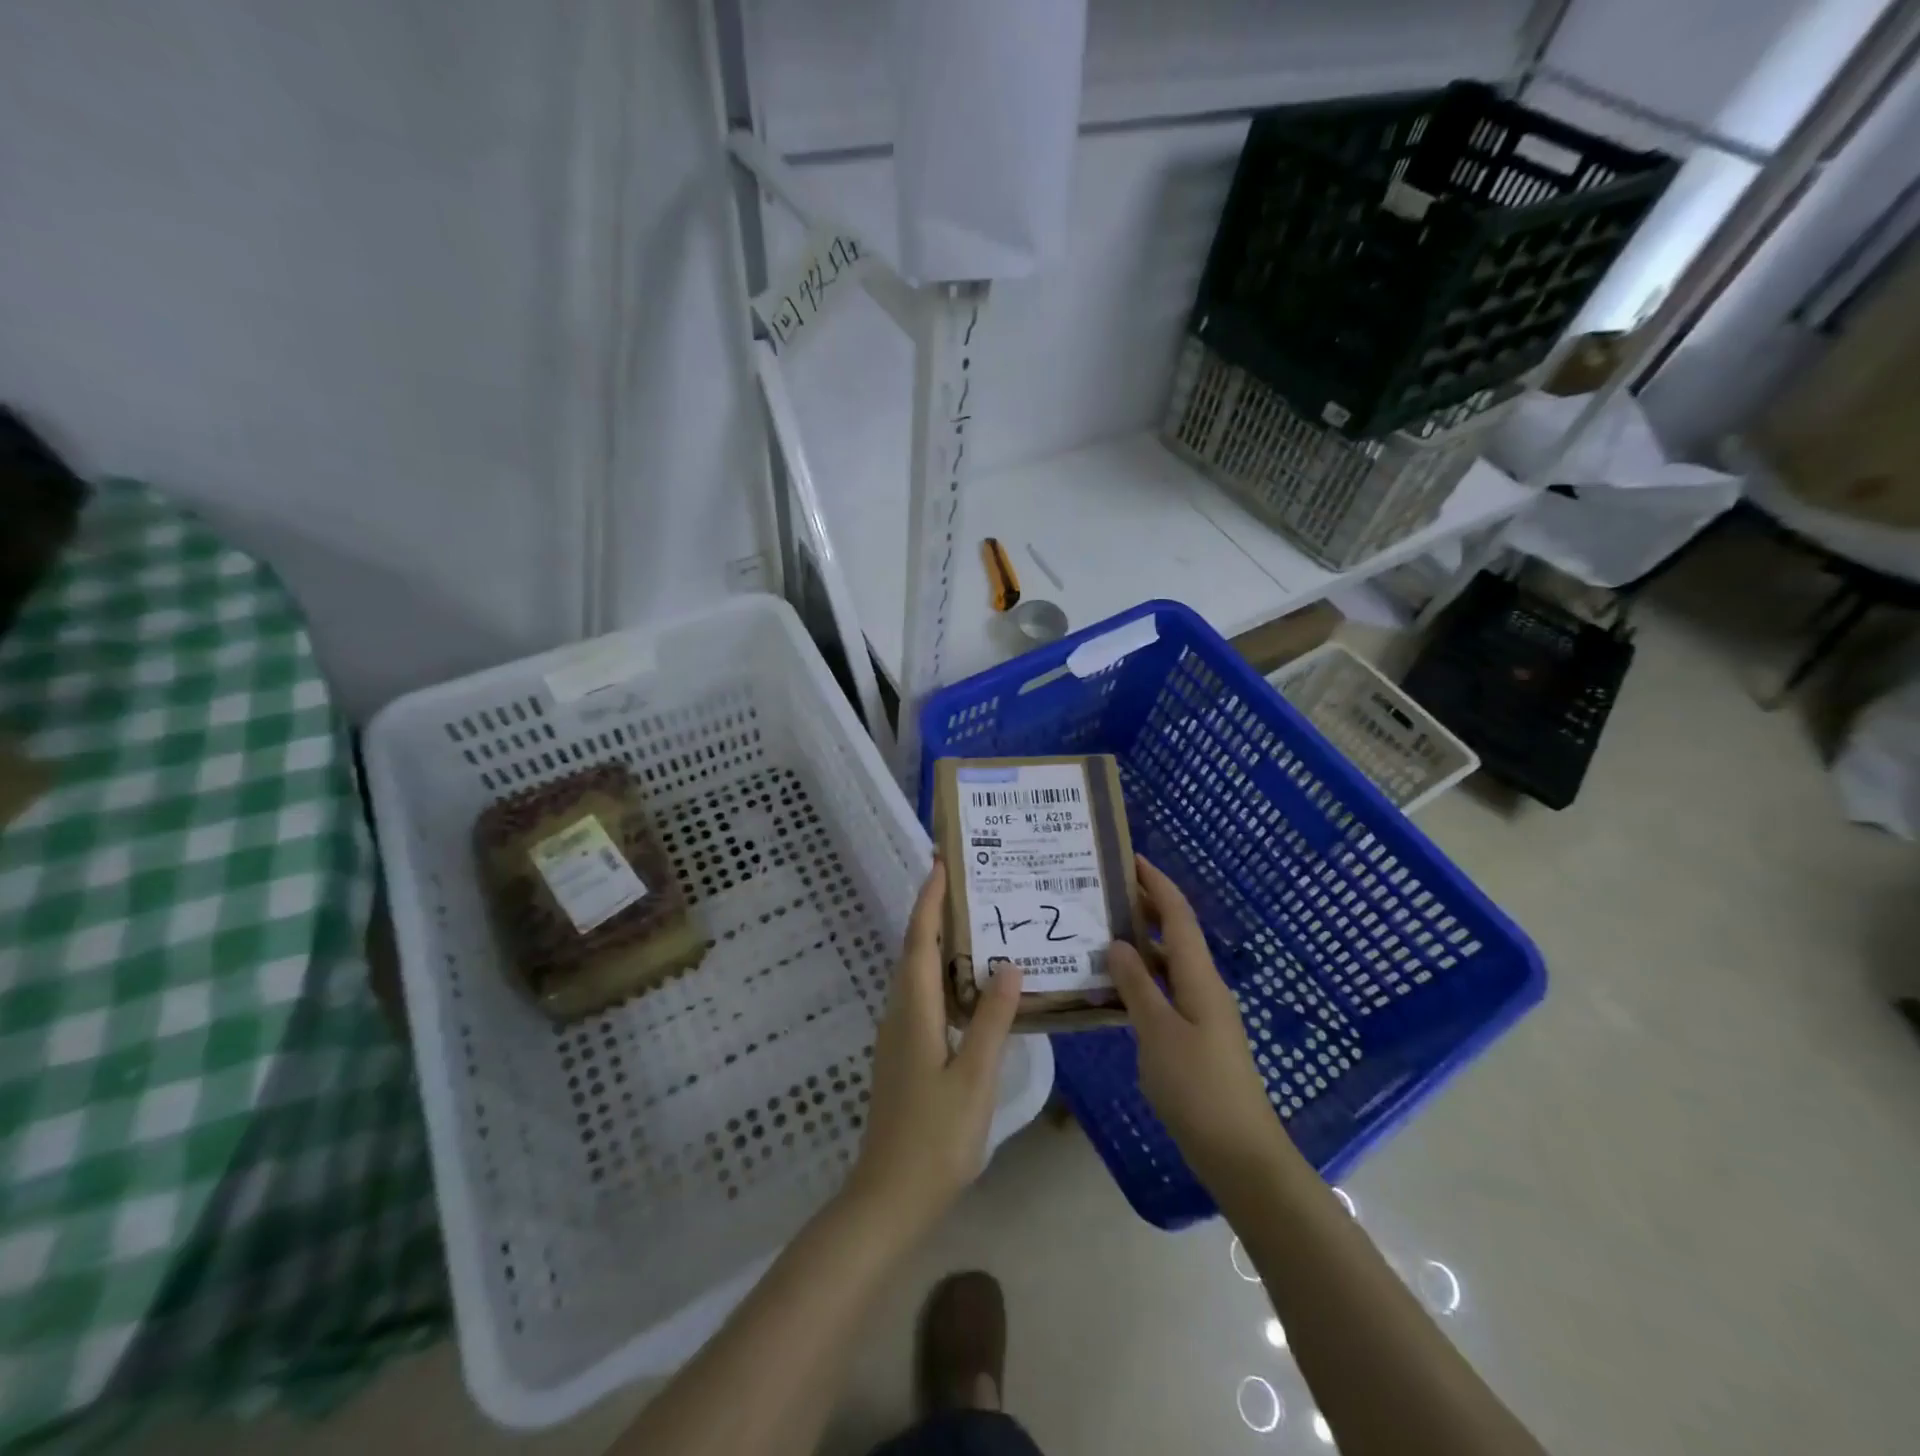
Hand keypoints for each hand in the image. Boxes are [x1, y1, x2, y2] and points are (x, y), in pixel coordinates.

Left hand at [846, 860, 1022, 1238]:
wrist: (888, 1198)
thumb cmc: (935, 1138)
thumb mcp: (973, 1078)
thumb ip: (991, 1021)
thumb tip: (1009, 965)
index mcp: (914, 1012)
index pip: (919, 941)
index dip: (929, 901)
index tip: (940, 863)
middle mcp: (900, 1014)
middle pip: (915, 950)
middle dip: (935, 913)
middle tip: (968, 883)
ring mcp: (899, 1036)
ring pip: (918, 975)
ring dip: (939, 943)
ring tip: (976, 923)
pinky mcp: (905, 1054)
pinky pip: (923, 997)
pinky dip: (943, 975)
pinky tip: (970, 986)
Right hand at [1107, 855, 1290, 1188]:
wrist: (1239, 1152)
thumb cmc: (1198, 1087)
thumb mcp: (1158, 1033)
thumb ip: (1137, 985)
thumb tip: (1118, 942)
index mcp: (1200, 978)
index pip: (1179, 916)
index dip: (1157, 884)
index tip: (1131, 859)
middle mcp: (1204, 987)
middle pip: (1176, 934)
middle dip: (1146, 907)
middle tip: (1104, 892)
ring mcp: (1201, 1013)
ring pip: (1168, 964)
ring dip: (1140, 944)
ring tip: (1099, 932)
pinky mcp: (1195, 1037)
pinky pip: (1165, 991)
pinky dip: (1141, 979)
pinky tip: (1114, 987)